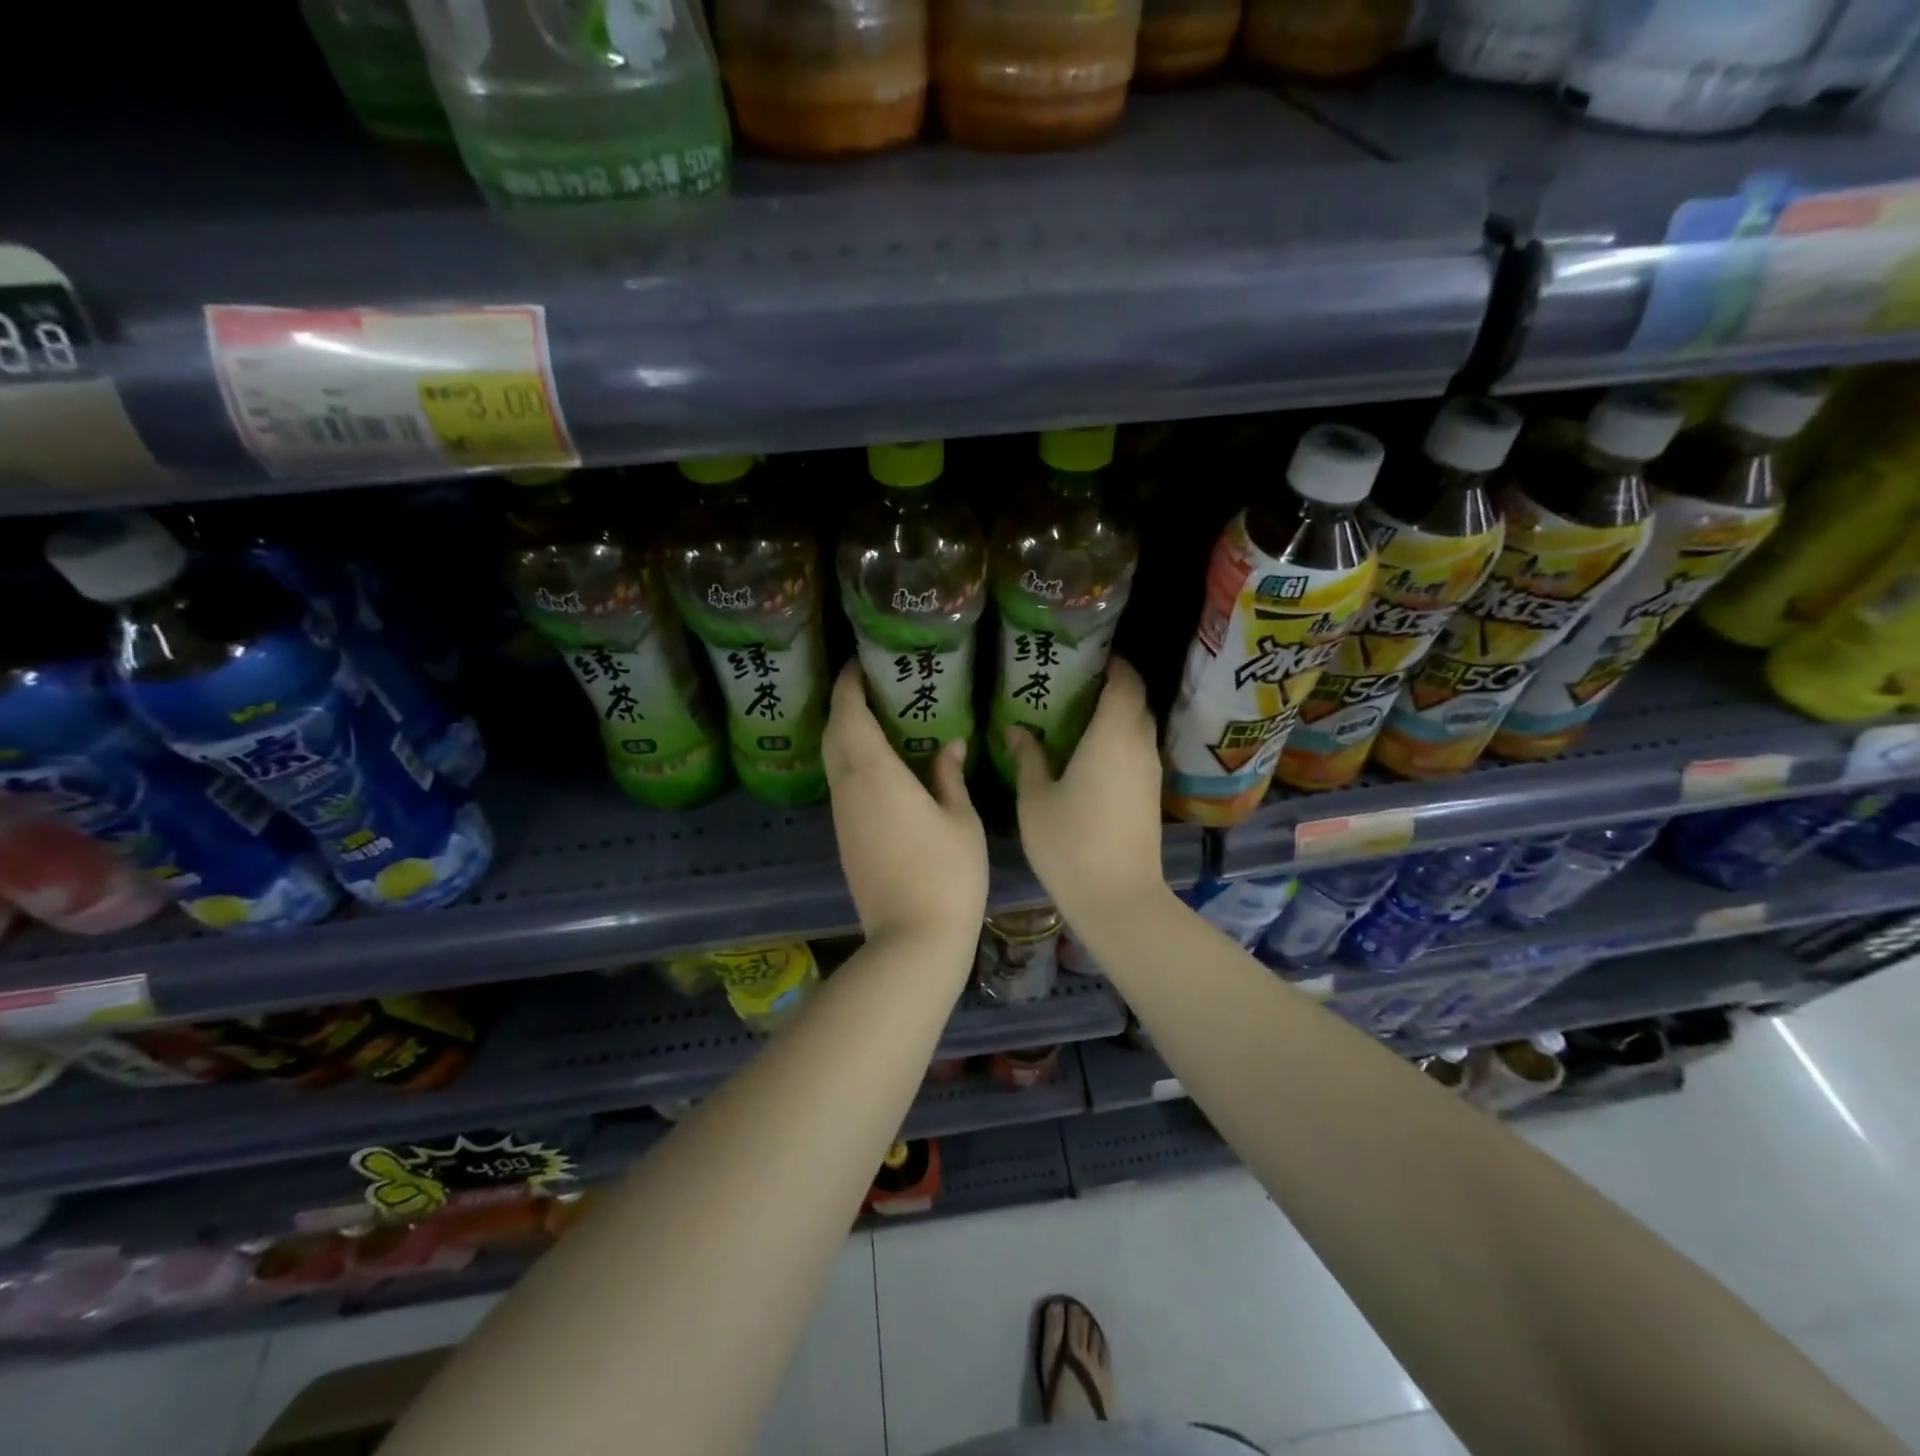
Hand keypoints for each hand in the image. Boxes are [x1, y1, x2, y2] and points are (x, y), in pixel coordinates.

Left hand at [824, 662, 987, 949]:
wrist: (913, 939)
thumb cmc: (948, 874)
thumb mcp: (960, 819)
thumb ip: (949, 777)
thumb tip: (949, 745)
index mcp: (875, 774)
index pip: (848, 715)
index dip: (848, 684)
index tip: (859, 663)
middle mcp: (848, 789)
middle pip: (832, 734)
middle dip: (844, 704)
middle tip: (870, 684)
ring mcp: (842, 817)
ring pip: (833, 761)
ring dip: (845, 733)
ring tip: (877, 716)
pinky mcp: (844, 839)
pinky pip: (841, 785)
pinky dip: (852, 762)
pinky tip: (879, 764)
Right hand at [1003, 657, 1165, 925]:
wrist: (1118, 897)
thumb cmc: (1069, 842)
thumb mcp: (1036, 798)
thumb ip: (1028, 757)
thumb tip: (1016, 729)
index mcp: (1113, 735)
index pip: (1126, 682)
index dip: (1114, 664)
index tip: (1090, 657)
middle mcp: (1139, 746)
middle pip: (1136, 703)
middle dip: (1113, 688)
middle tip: (1075, 687)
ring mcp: (1150, 773)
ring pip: (1140, 730)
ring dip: (1117, 718)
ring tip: (1079, 719)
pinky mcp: (1151, 796)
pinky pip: (1138, 754)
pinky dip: (1120, 743)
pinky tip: (1091, 757)